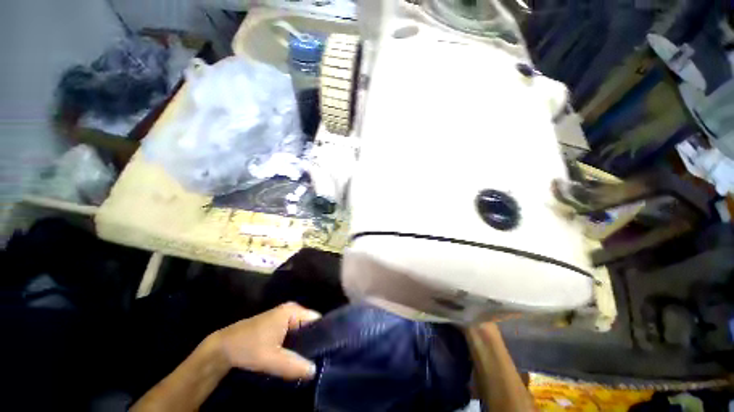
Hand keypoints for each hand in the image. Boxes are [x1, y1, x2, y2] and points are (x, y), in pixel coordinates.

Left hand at [213, 302, 321, 379]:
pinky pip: (293, 334)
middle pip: (310, 326)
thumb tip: (315, 371)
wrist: (221, 348)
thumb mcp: (271, 359)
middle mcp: (291, 311)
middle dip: (314, 342)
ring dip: (304, 346)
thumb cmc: (247, 347)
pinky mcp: (277, 326)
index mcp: (292, 311)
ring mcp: (284, 318)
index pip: (317, 320)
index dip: (323, 335)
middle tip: (319, 360)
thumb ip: (294, 365)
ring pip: (301, 332)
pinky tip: (297, 358)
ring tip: (310, 361)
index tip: (327, 352)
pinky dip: (296, 345)